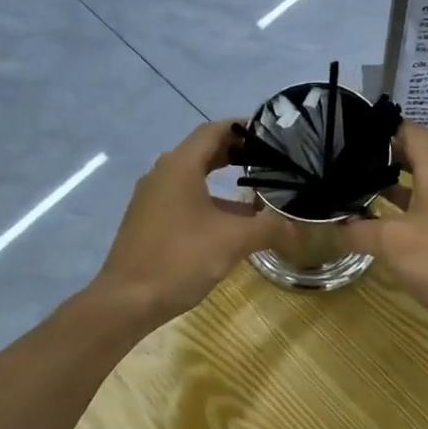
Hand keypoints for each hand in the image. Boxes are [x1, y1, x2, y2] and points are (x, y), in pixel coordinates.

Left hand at [93, 120, 295, 324]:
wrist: (127, 300)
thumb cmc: (180, 259)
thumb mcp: (233, 241)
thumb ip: (269, 228)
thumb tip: (299, 227)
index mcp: (180, 166)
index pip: (214, 130)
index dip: (243, 127)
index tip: (272, 134)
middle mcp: (162, 174)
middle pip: (203, 150)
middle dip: (236, 152)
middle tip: (270, 160)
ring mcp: (152, 198)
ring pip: (192, 175)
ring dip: (222, 178)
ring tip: (256, 190)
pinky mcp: (148, 220)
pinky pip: (182, 196)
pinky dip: (208, 198)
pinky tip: (229, 221)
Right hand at [337, 122, 427, 340]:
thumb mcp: (392, 243)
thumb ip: (359, 231)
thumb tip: (336, 226)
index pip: (414, 134)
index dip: (388, 124)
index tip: (355, 124)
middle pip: (411, 159)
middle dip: (379, 155)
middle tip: (342, 156)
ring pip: (411, 190)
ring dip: (383, 186)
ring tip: (347, 186)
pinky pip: (412, 216)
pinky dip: (390, 215)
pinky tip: (367, 225)